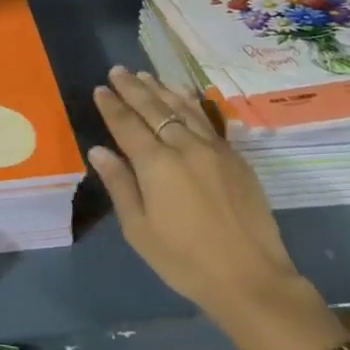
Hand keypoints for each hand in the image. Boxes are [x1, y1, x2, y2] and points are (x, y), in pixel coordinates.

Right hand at [89, 67, 343, 349]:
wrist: (251, 278)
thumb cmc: (185, 261)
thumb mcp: (140, 231)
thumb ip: (119, 185)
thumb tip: (98, 151)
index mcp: (156, 164)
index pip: (127, 125)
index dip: (112, 106)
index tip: (100, 89)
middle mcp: (184, 146)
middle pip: (154, 108)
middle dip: (133, 88)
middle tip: (117, 71)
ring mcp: (213, 148)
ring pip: (182, 108)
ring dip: (160, 89)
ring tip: (145, 75)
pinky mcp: (235, 156)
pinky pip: (206, 118)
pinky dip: (189, 102)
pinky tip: (183, 94)